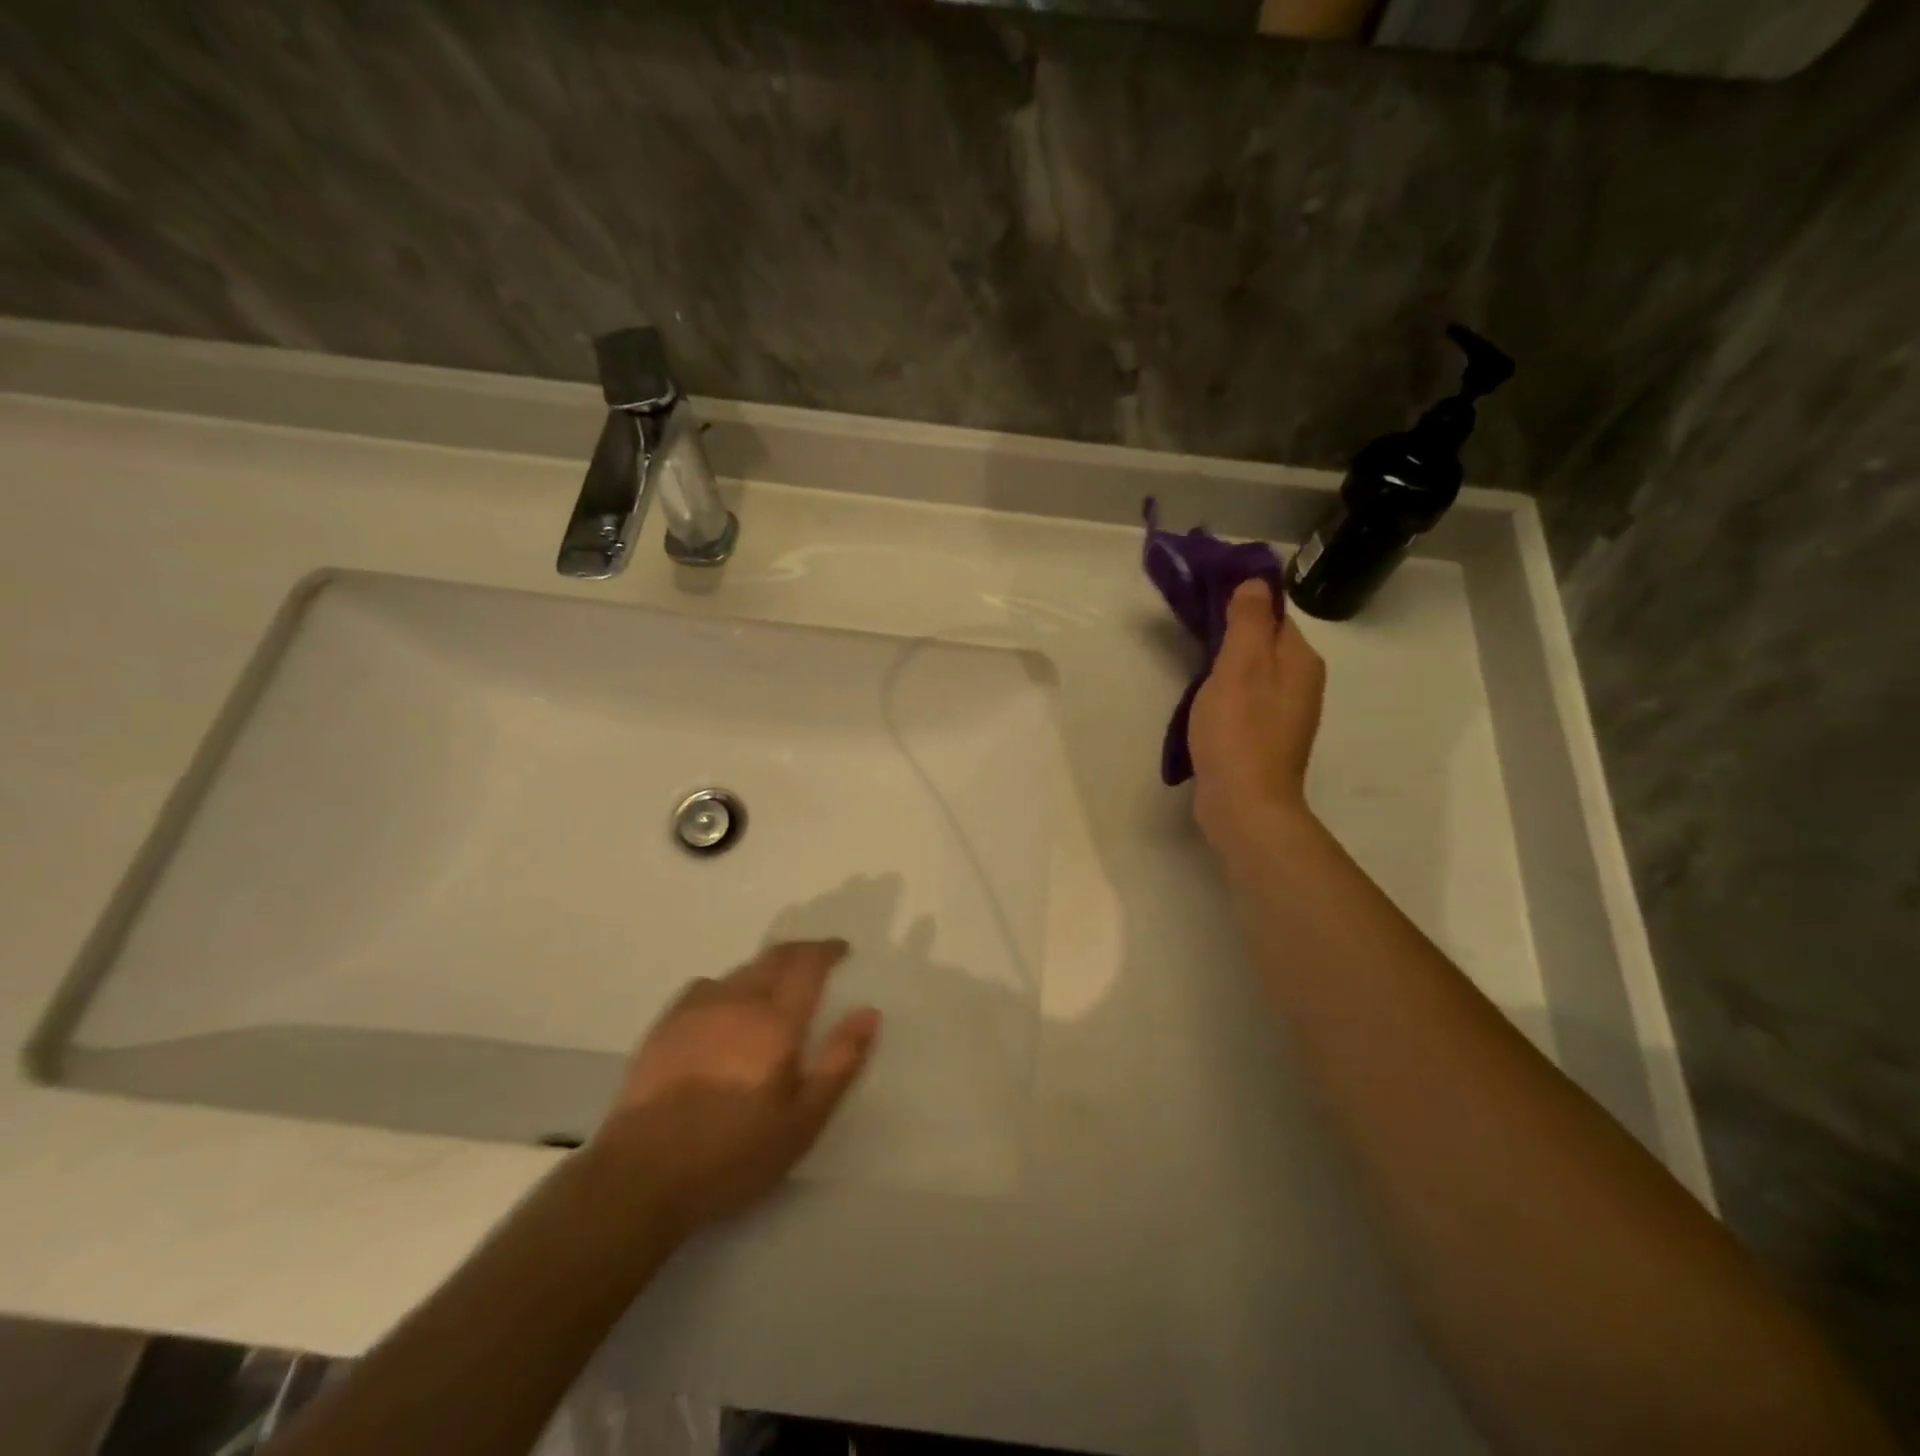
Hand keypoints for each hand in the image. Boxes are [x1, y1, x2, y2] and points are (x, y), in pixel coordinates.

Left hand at [590, 940, 880, 1238]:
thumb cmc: (733, 1155)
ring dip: (765, 968)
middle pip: (774, 958)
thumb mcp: (803, 1121)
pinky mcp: (665, 1025)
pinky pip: (705, 986)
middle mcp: (738, 1001)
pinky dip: (726, 985)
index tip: (842, 949)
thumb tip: (869, 1012)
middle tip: (816, 959)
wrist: (641, 1176)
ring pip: (740, 970)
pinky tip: (723, 1007)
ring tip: (774, 986)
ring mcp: (697, 1010)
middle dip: (800, 952)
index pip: (808, 965)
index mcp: (776, 1022)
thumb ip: (840, 1063)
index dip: (827, 951)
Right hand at [1188, 579, 1326, 850]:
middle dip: (1231, 633)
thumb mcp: (1240, 666)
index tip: (1202, 600)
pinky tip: (1205, 703)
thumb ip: (1248, 621)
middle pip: (1265, 643)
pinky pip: (1247, 699)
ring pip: (1255, 672)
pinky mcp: (1266, 738)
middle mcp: (1302, 683)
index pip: (1273, 614)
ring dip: (1226, 665)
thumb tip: (1256, 582)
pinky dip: (1227, 693)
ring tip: (1192, 666)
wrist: (1244, 804)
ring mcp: (1286, 714)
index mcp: (1301, 660)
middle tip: (1191, 631)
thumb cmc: (1239, 731)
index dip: (1240, 602)